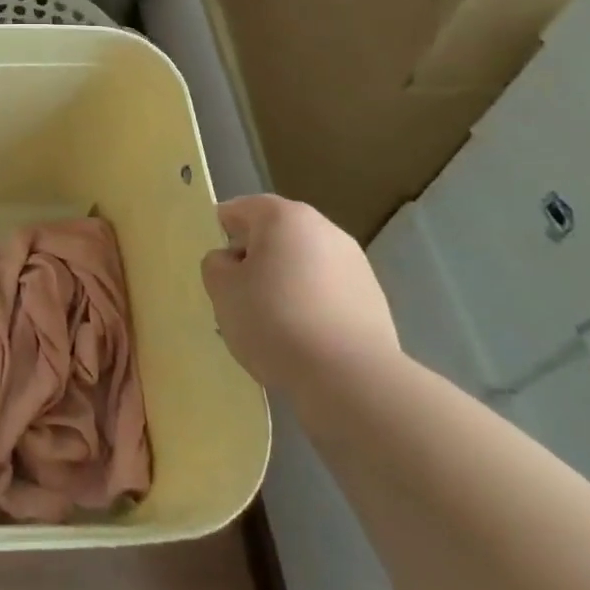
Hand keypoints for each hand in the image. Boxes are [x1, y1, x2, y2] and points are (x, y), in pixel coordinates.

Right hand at [201, 194, 399, 404]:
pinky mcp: (374, 299)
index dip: (221, 235)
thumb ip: (216, 265)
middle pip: (275, 236)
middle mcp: (323, 228)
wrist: (351, 379)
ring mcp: (355, 263)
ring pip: (303, 265)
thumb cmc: (275, 321)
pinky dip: (312, 306)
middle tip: (240, 298)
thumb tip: (232, 261)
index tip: (217, 270)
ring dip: (284, 284)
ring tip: (273, 326)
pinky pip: (328, 292)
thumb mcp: (222, 290)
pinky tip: (304, 340)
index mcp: (283, 216)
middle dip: (255, 260)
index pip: (239, 210)